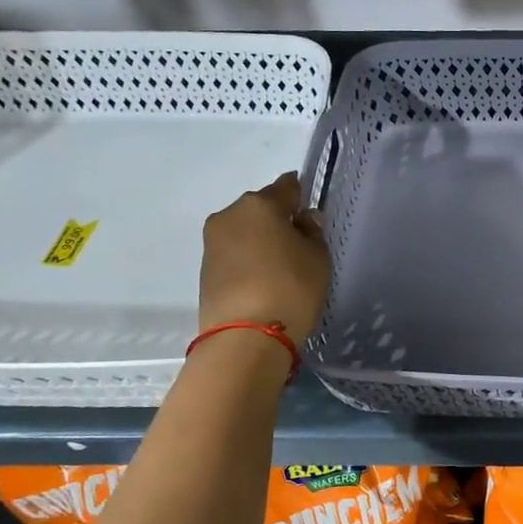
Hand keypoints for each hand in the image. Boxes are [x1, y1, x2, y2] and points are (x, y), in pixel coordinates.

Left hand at [198, 173, 331, 343]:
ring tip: (279, 265)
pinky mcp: (204, 268)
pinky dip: (247, 258)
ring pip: (244, 230)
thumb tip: (303, 219)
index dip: (300, 196)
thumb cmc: (291, 288)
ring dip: (259, 239)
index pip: (287, 186)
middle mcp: (230, 214)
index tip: (309, 213)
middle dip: (277, 219)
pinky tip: (261, 278)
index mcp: (260, 204)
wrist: (245, 337)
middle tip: (296, 243)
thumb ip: (312, 232)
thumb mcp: (318, 258)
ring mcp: (212, 241)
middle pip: (260, 207)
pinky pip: (233, 252)